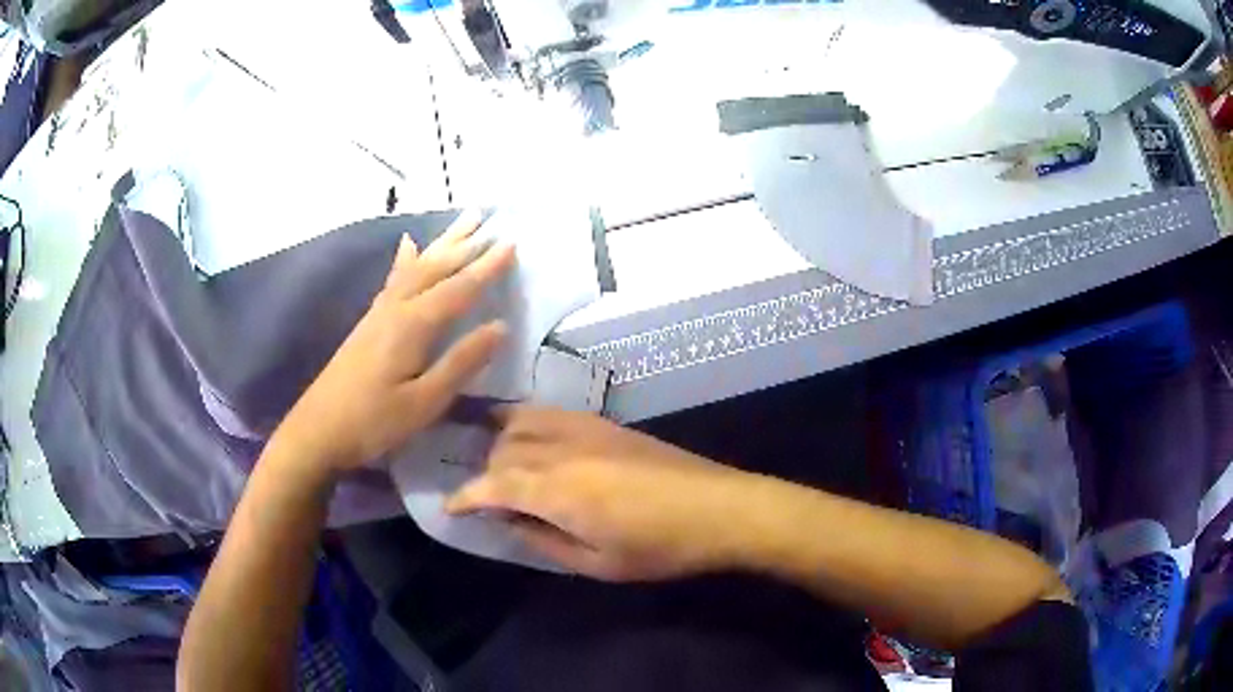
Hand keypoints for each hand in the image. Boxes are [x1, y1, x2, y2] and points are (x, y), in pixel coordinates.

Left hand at [277, 211, 514, 473]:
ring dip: (442, 244)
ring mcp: (380, 312)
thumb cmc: (373, 422)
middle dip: (466, 244)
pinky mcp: (370, 322)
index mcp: (413, 325)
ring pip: (416, 266)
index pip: (458, 289)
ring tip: (463, 222)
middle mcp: (396, 308)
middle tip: (491, 220)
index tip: (512, 243)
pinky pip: (395, 278)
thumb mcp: (424, 402)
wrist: (318, 430)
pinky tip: (408, 246)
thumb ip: (461, 363)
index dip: (487, 267)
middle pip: (435, 267)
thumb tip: (499, 327)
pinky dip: (406, 259)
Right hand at [446, 406, 757, 580]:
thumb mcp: (596, 563)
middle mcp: (562, 449)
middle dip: (485, 473)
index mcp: (557, 489)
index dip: (466, 497)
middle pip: (503, 448)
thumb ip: (543, 539)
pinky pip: (551, 412)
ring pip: (523, 421)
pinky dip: (527, 420)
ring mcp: (585, 429)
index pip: (493, 485)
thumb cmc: (659, 548)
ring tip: (496, 460)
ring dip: (501, 440)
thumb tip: (507, 522)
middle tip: (485, 499)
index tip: (450, 508)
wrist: (719, 508)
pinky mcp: (605, 423)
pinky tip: (529, 434)